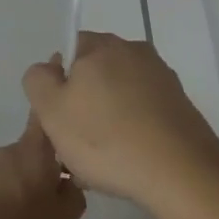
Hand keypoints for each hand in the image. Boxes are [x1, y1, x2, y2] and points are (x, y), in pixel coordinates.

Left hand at [0, 117, 86, 218]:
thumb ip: (73, 196)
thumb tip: (70, 182)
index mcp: (34, 149)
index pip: (46, 117)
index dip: (60, 118)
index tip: (76, 131)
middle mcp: (9, 151)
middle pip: (37, 149)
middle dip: (53, 167)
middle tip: (68, 195)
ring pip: (21, 171)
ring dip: (34, 188)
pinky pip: (4, 187)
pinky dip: (15, 201)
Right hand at [22, 32, 218, 207]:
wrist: (180, 172)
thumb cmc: (105, 139)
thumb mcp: (51, 111)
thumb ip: (38, 80)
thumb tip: (49, 69)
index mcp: (102, 45)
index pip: (70, 49)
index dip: (58, 83)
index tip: (58, 116)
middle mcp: (135, 52)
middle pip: (96, 73)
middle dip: (83, 103)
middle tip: (74, 143)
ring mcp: (162, 78)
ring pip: (120, 96)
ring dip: (107, 120)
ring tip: (101, 161)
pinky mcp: (180, 105)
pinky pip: (143, 113)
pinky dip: (132, 131)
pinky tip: (128, 162)